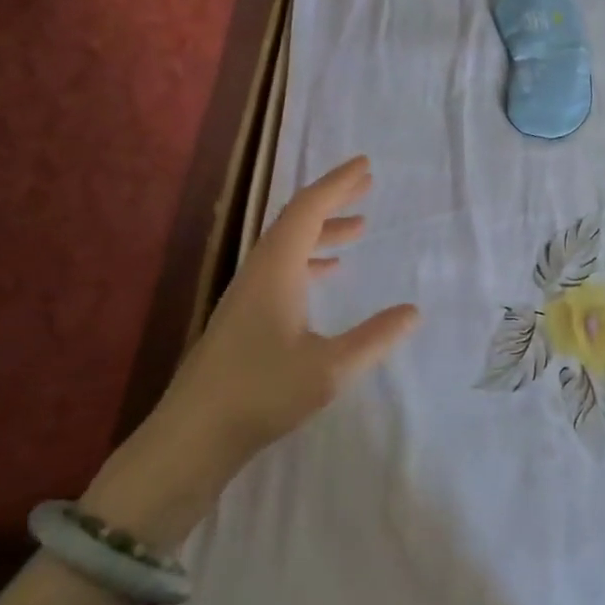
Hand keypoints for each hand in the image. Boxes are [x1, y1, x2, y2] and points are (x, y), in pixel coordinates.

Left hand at [82, 156, 419, 549]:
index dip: (336, 185)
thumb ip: (374, 338)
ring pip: (287, 248)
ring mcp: (246, 297)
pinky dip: (309, 262)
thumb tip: (412, 311)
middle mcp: (258, 274)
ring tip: (358, 229)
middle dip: (331, 200)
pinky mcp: (243, 320)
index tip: (364, 166)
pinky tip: (326, 276)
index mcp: (275, 272)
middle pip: (295, 222)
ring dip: (322, 232)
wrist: (191, 437)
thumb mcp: (330, 369)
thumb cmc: (260, 395)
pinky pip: (281, 272)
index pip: (307, 211)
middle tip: (366, 185)